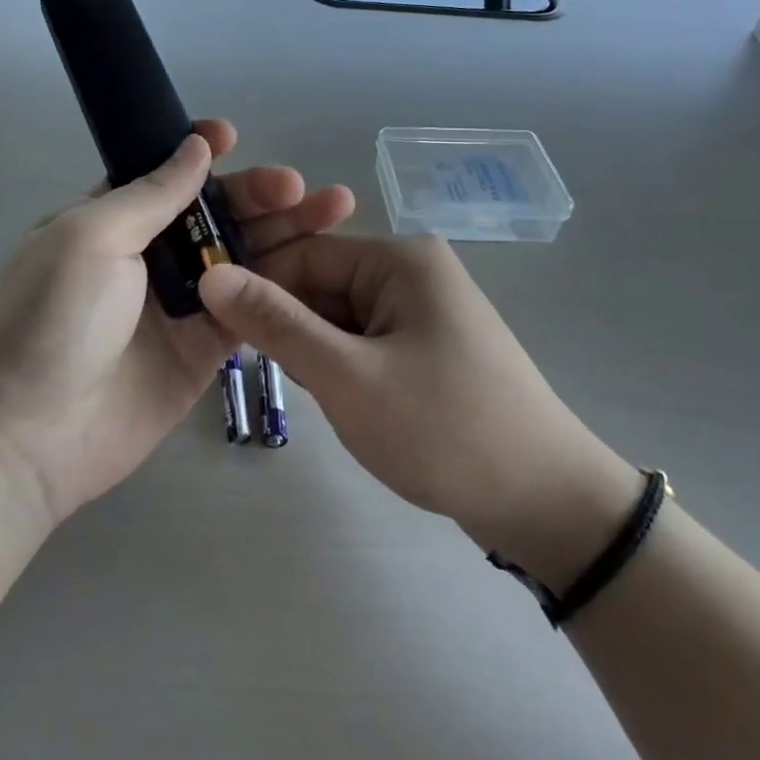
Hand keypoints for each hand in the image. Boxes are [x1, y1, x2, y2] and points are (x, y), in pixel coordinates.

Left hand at [0, 120, 354, 525]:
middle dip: (257, 193)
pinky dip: (283, 286)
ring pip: (241, 256)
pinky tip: (321, 266)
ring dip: (284, 232)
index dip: (198, 153)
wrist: (31, 438)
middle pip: (214, 213)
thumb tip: (196, 147)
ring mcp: (179, 303)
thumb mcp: (91, 238)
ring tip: (333, 210)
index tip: (234, 137)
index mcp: (110, 219)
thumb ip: (151, 194)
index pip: (162, 173)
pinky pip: (251, 307)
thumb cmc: (52, 320)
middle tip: (299, 187)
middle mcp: (148, 255)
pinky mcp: (205, 348)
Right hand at [197, 235, 637, 587]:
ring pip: (337, 316)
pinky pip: (363, 340)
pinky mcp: (427, 344)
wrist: (549, 504)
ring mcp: (422, 308)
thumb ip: (276, 323)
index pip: (302, 254)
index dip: (257, 290)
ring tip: (332, 401)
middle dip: (294, 330)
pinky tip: (353, 405)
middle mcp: (411, 270)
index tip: (223, 335)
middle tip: (288, 381)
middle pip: (320, 284)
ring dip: (319, 355)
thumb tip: (209, 274)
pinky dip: (345, 368)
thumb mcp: (348, 377)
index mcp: (398, 258)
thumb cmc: (445, 430)